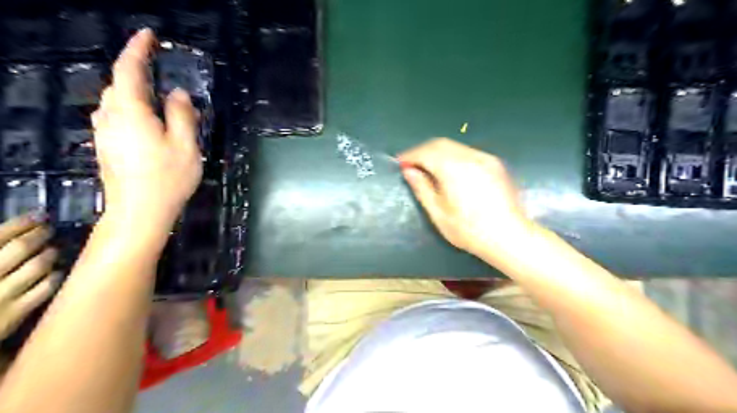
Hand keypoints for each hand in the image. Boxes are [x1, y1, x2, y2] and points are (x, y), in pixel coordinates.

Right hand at [1, 214, 59, 339]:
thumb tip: (12, 233)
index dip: (21, 224)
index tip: (39, 216)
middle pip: (22, 248)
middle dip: (40, 235)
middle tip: (49, 230)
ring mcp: (0, 296)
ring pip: (39, 266)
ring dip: (51, 254)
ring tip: (53, 249)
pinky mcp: (14, 314)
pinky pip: (46, 288)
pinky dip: (55, 276)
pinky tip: (56, 272)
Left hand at [90, 27, 200, 226]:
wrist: (138, 212)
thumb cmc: (167, 178)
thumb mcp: (185, 145)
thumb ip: (182, 114)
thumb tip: (177, 93)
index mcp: (130, 111)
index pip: (129, 69)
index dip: (138, 49)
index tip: (149, 35)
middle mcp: (110, 116)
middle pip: (119, 84)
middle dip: (137, 71)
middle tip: (160, 71)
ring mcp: (105, 132)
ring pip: (116, 101)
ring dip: (134, 91)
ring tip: (157, 98)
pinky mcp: (107, 146)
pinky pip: (116, 116)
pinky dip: (131, 108)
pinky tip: (147, 121)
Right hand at [401, 136, 533, 261]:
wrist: (509, 237)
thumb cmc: (469, 230)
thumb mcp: (439, 213)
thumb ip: (422, 188)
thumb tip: (409, 171)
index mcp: (454, 168)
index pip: (426, 152)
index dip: (410, 155)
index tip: (400, 163)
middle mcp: (470, 157)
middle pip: (440, 143)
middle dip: (423, 150)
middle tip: (411, 164)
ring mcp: (486, 158)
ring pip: (455, 146)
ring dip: (437, 152)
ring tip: (428, 167)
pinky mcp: (496, 164)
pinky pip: (468, 152)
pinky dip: (453, 156)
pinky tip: (450, 170)